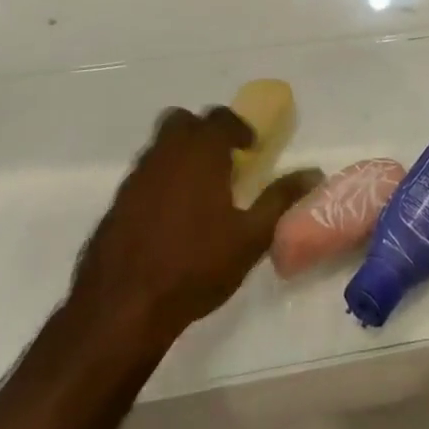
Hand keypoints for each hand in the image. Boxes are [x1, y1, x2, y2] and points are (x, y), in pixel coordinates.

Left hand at [70, 108, 320, 348]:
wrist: (121, 310)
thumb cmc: (194, 267)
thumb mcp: (250, 237)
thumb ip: (281, 199)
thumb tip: (313, 172)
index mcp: (200, 153)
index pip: (220, 118)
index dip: (238, 128)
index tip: (250, 149)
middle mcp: (165, 154)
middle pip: (182, 122)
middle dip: (203, 133)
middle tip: (221, 160)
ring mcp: (135, 178)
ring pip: (159, 147)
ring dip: (179, 155)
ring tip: (197, 191)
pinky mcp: (115, 204)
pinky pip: (142, 176)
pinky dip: (158, 182)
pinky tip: (168, 218)